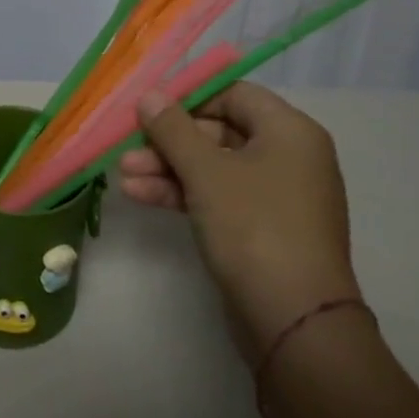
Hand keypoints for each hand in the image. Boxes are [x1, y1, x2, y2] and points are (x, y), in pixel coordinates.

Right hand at [119, 83, 357, 353]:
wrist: (294, 323)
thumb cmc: (254, 227)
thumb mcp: (206, 171)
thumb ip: (173, 128)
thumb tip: (150, 94)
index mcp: (289, 131)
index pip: (234, 94)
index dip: (189, 97)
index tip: (148, 106)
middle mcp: (289, 157)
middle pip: (219, 131)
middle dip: (169, 140)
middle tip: (128, 146)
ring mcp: (276, 196)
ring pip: (214, 167)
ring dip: (168, 168)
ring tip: (124, 175)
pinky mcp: (262, 229)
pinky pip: (219, 196)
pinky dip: (183, 193)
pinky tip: (141, 195)